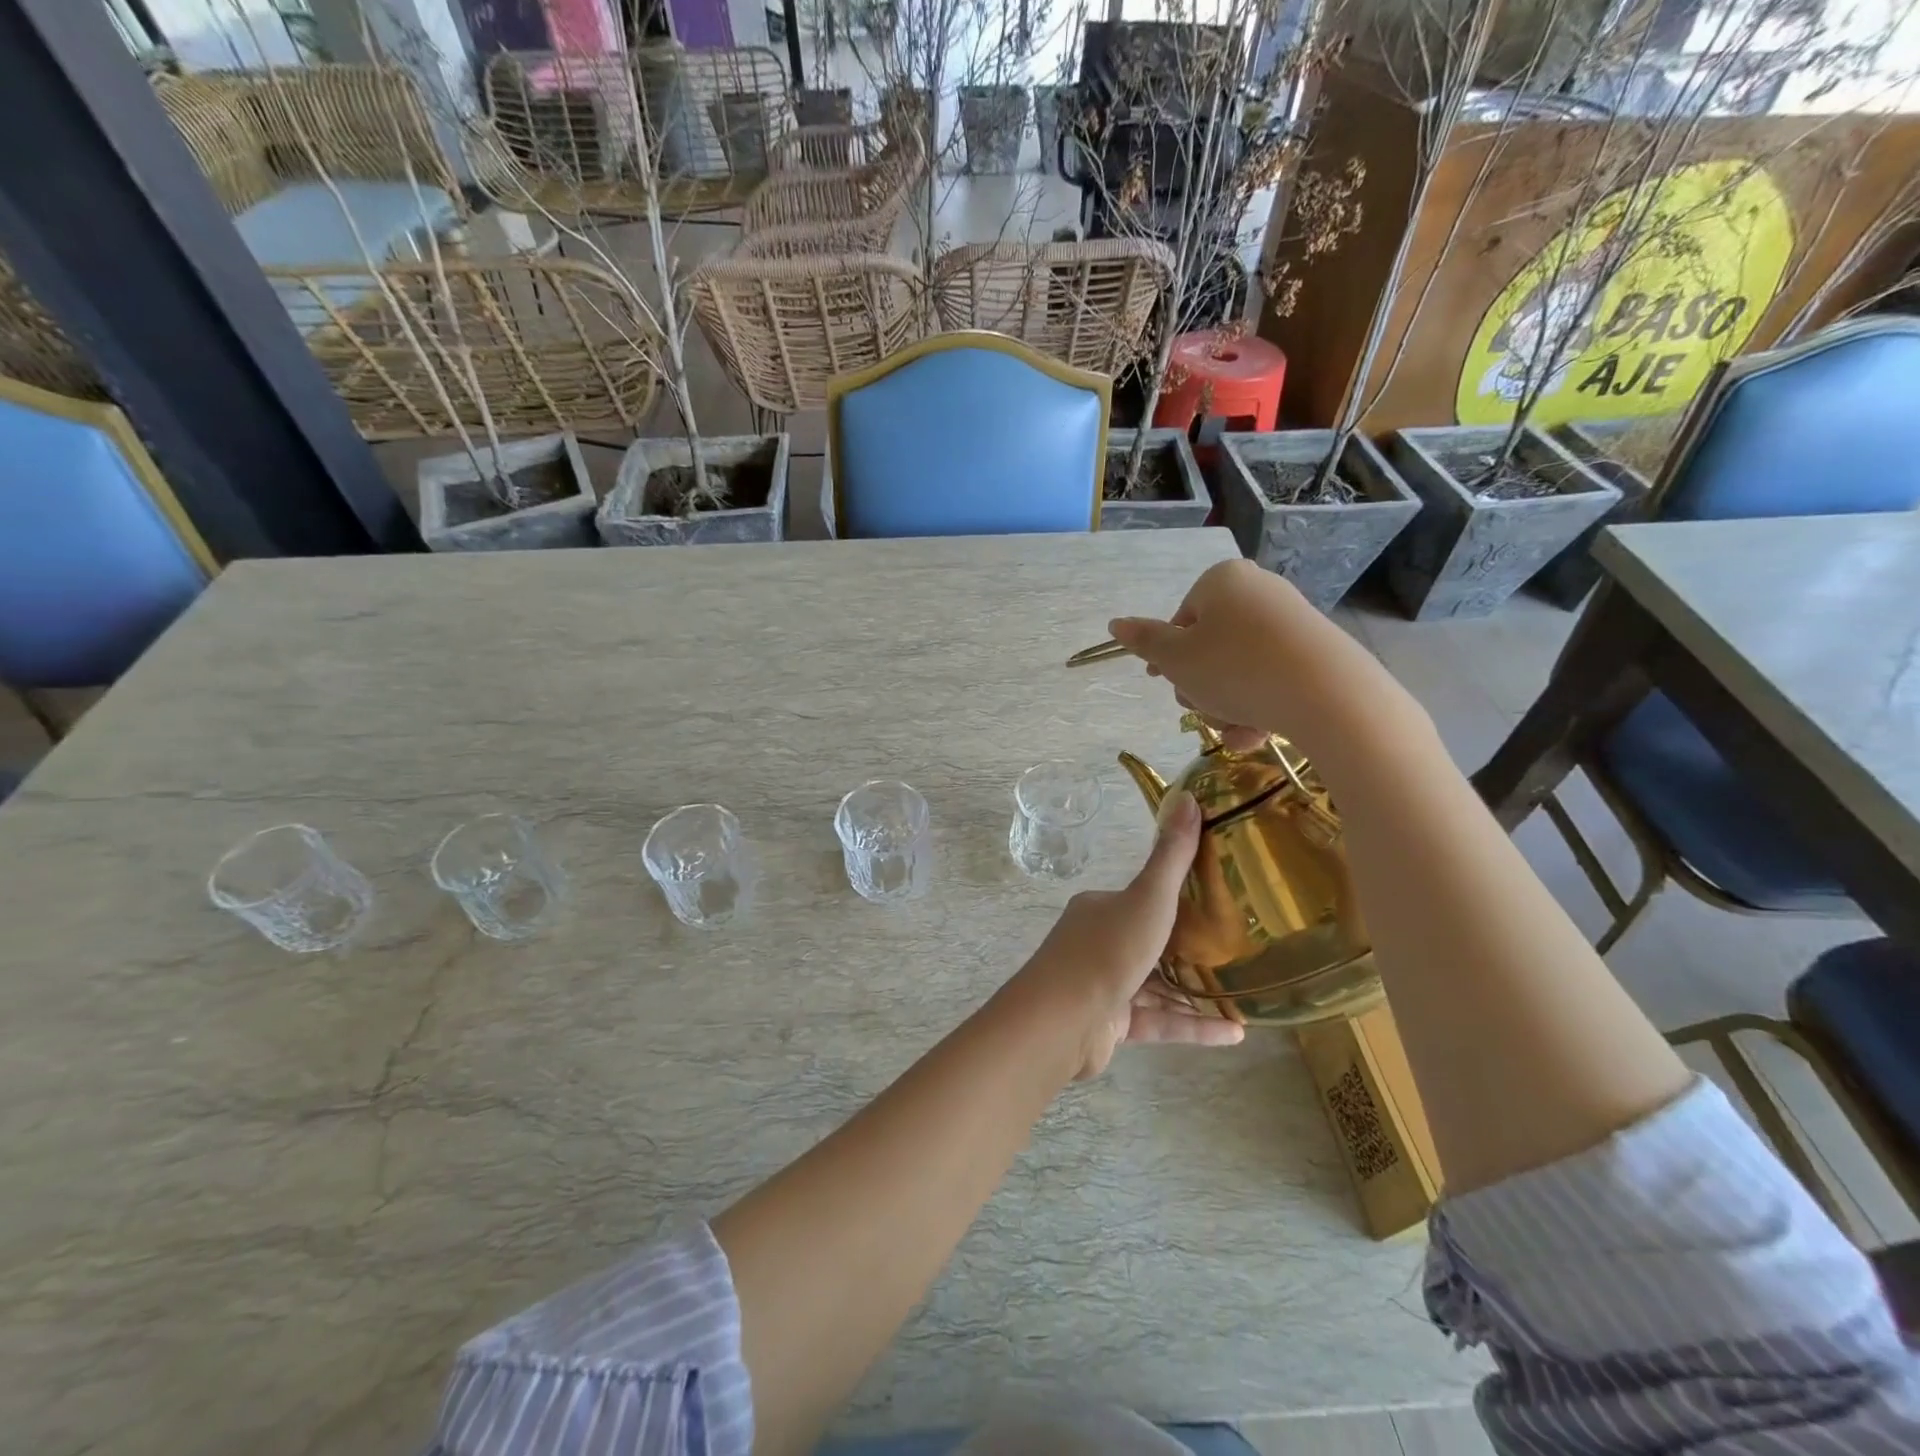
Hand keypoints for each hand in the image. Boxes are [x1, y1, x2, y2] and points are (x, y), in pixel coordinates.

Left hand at [1000, 793, 1244, 1081]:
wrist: (1062, 1020)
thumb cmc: (1108, 950)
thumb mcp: (1147, 898)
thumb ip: (1172, 856)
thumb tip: (1188, 796)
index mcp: (1100, 909)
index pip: (1141, 899)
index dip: (1176, 901)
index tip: (1217, 905)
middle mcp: (1098, 942)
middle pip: (1151, 942)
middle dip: (1190, 950)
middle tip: (1237, 952)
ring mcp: (1103, 985)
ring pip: (1157, 986)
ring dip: (1197, 993)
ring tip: (1244, 997)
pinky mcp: (1111, 1024)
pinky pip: (1159, 1021)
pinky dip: (1193, 1026)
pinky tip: (1235, 1034)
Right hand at [1105, 559, 1417, 763]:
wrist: (1327, 694)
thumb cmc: (1235, 668)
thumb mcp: (1176, 659)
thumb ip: (1144, 641)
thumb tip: (1115, 623)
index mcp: (1222, 581)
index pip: (1181, 620)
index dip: (1169, 658)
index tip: (1167, 683)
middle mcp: (1258, 591)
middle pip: (1209, 647)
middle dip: (1201, 688)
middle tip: (1204, 709)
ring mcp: (1291, 621)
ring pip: (1239, 670)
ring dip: (1226, 707)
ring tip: (1235, 731)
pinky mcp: (1316, 651)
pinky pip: (1272, 679)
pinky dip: (1259, 707)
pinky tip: (1258, 734)